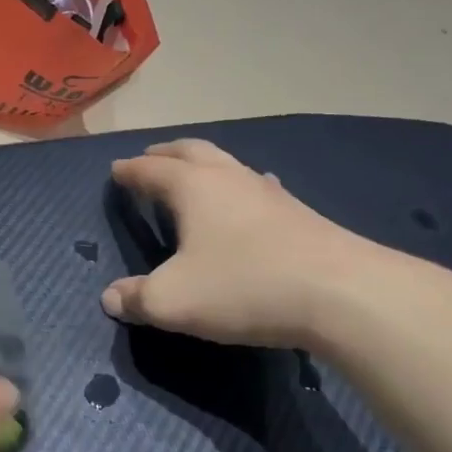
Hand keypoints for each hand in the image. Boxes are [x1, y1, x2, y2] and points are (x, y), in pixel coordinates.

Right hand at [103, 140, 389, 346]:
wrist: (341, 293)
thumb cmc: (243, 285)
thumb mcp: (173, 300)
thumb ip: (136, 298)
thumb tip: (110, 298)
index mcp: (192, 187)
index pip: (150, 169)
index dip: (129, 171)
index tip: (115, 171)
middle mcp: (228, 178)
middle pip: (191, 151)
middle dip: (166, 153)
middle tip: (150, 159)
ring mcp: (268, 192)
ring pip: (228, 164)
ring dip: (204, 166)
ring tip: (194, 178)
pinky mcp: (299, 213)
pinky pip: (256, 187)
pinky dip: (239, 188)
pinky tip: (247, 206)